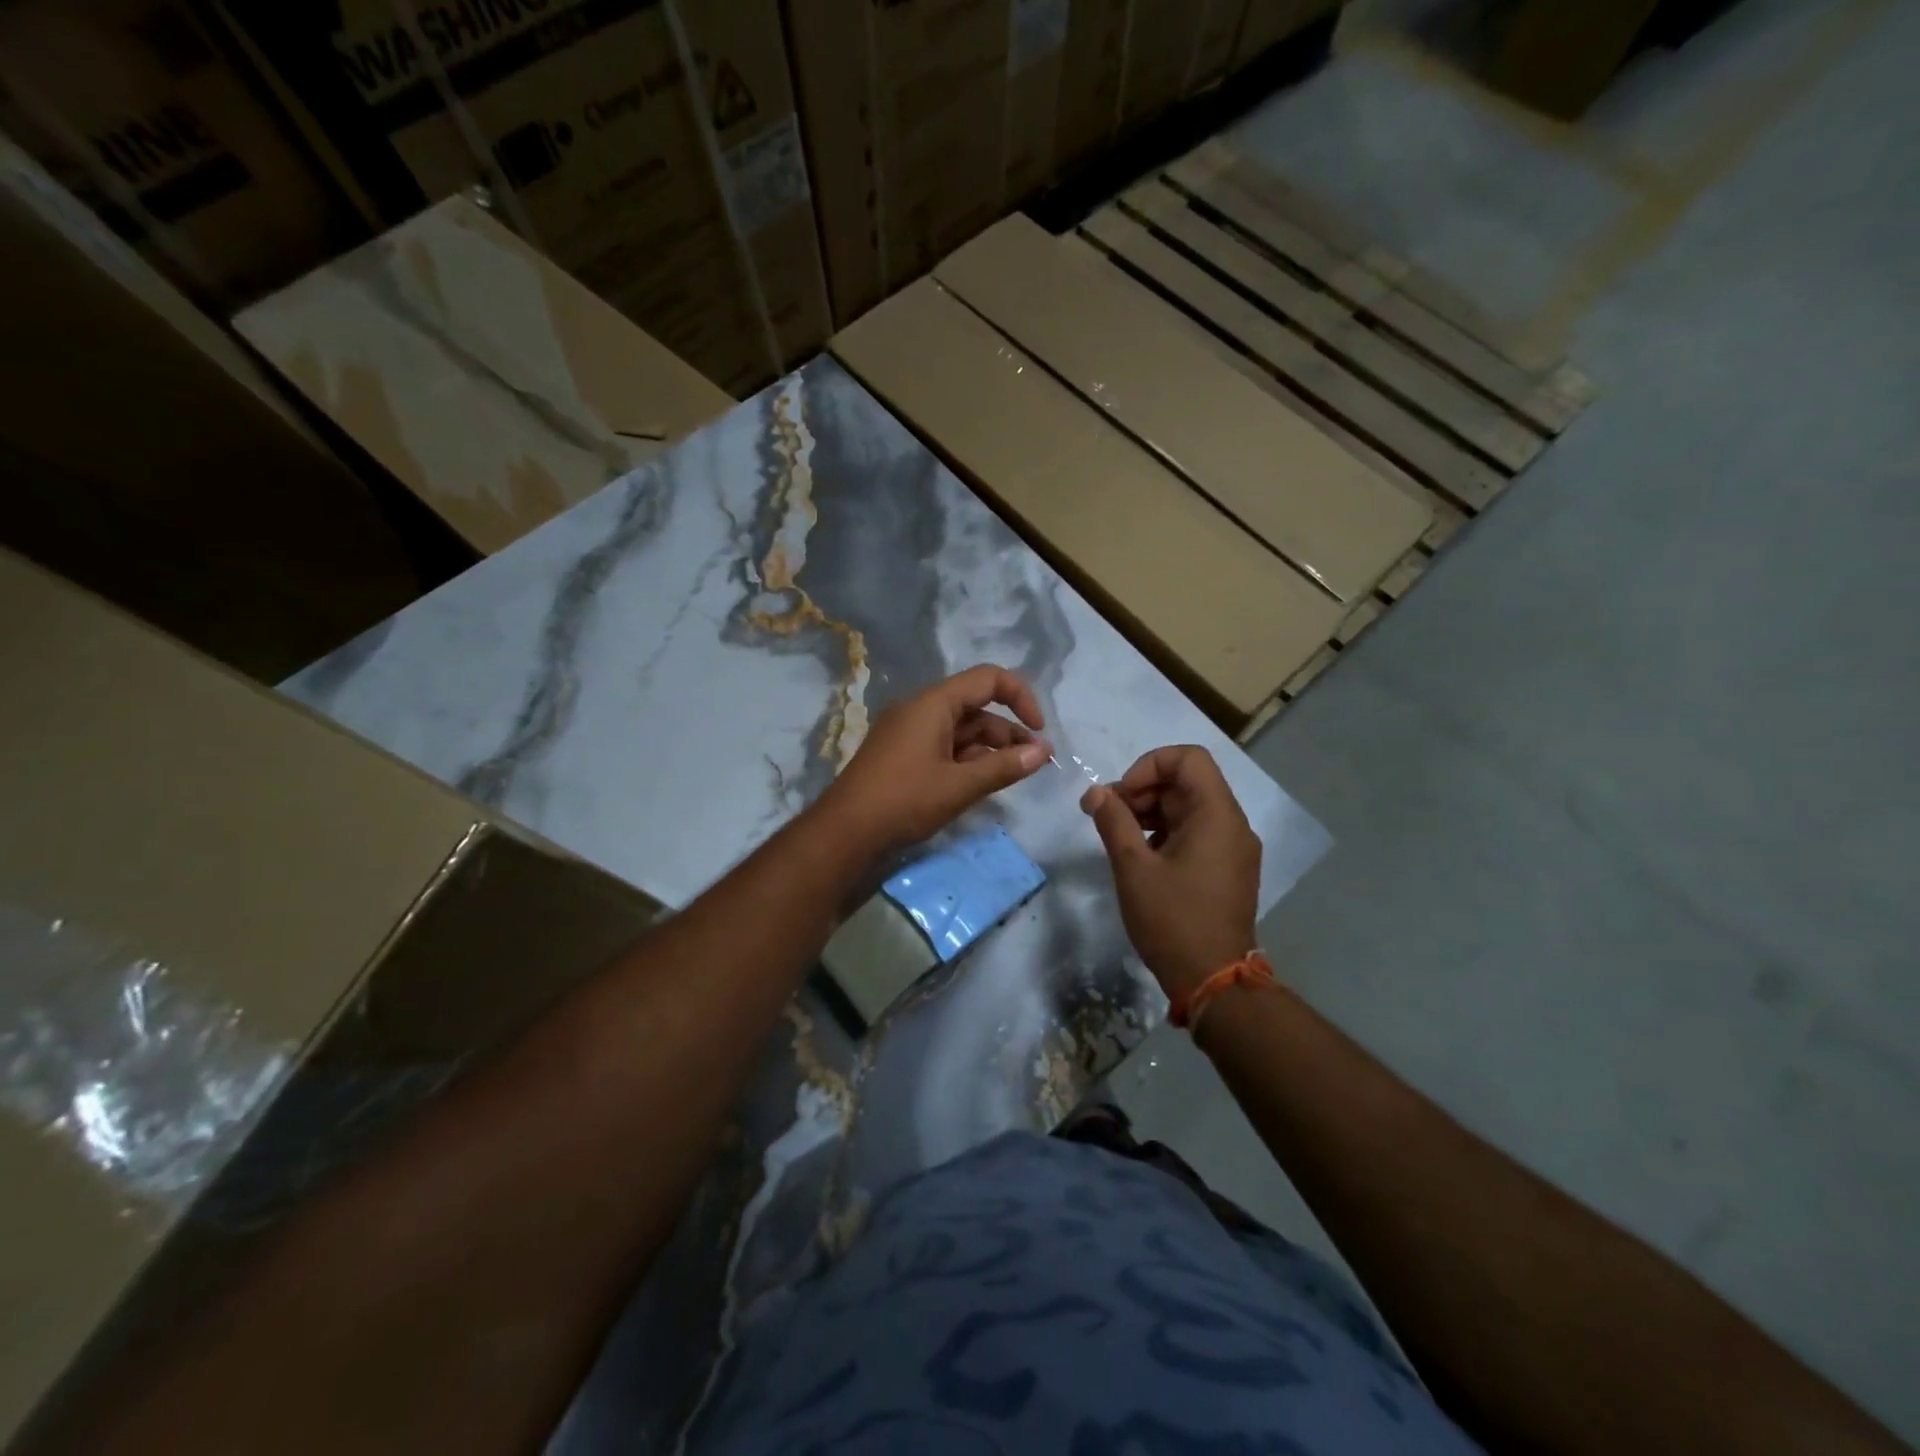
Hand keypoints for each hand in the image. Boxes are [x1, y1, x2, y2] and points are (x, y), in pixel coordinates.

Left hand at [818, 665, 1050, 856]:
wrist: (844, 832)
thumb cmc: (904, 800)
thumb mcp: (960, 785)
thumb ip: (1004, 766)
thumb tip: (1043, 752)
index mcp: (933, 703)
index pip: (988, 679)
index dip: (1021, 697)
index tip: (1040, 730)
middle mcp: (921, 709)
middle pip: (976, 707)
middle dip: (1009, 731)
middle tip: (1036, 762)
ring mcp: (909, 732)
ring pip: (962, 730)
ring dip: (991, 748)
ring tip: (1016, 774)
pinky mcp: (903, 755)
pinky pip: (945, 746)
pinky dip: (968, 759)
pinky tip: (983, 782)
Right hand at [1081, 746, 1260, 1000]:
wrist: (1214, 981)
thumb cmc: (1172, 920)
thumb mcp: (1133, 867)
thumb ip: (1113, 821)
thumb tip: (1094, 793)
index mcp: (1217, 815)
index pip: (1188, 758)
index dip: (1148, 766)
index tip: (1122, 796)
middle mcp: (1232, 824)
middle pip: (1187, 782)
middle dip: (1142, 791)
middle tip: (1106, 815)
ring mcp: (1233, 848)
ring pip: (1189, 808)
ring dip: (1150, 812)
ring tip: (1117, 835)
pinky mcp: (1228, 869)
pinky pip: (1196, 833)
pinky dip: (1165, 833)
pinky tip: (1140, 857)